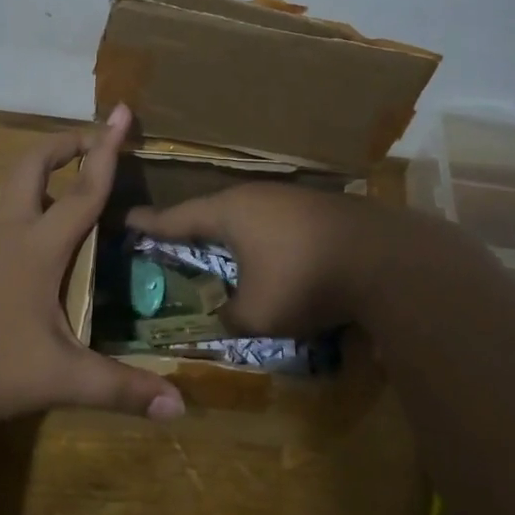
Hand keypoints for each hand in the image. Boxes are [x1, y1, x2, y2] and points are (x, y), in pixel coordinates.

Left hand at [0, 105, 184, 423]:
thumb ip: (118, 389)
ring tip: (62, 181)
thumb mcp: (57, 379)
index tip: (122, 112)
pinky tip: (21, 231)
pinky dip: (15, 198)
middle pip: (33, 163)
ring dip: (38, 168)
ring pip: (6, 182)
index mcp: (37, 244)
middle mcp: (4, 226)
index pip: (83, 188)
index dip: (108, 150)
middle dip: (66, 143)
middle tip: (93, 143)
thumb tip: (179, 407)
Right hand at [126, 184, 390, 339]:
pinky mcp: (322, 209)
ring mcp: (293, 198)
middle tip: (172, 240)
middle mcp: (257, 196)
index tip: (127, 220)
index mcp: (230, 212)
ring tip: (221, 250)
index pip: (177, 217)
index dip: (150, 224)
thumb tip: (223, 318)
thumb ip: (229, 318)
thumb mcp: (257, 314)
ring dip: (234, 235)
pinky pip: (278, 223)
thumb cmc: (305, 280)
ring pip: (250, 216)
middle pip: (214, 212)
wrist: (387, 260)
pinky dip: (265, 240)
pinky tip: (273, 256)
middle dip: (193, 228)